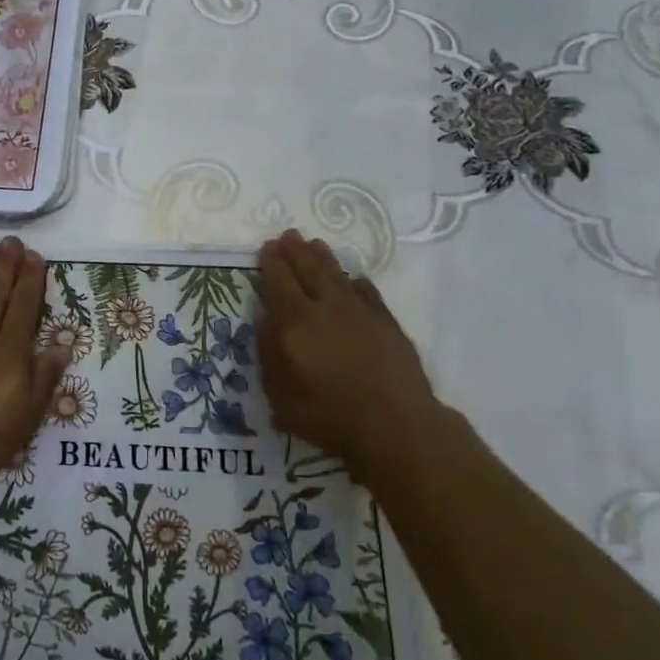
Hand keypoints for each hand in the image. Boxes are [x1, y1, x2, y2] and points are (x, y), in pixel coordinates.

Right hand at [255, 230, 453, 477]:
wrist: (395, 423)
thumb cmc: (329, 414)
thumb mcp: (280, 394)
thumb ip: (268, 351)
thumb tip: (264, 314)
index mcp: (295, 322)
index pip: (279, 282)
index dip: (272, 263)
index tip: (267, 247)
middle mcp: (326, 308)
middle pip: (308, 271)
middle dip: (295, 252)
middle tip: (288, 235)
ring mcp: (360, 312)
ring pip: (337, 275)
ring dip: (324, 258)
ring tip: (315, 244)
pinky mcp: (387, 323)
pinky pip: (368, 293)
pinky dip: (357, 283)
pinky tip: (354, 280)